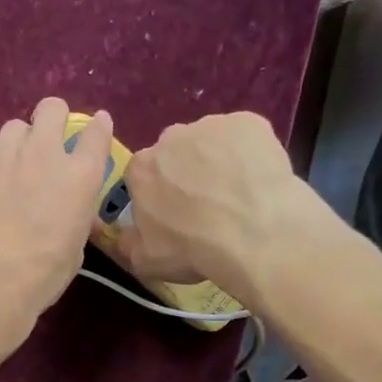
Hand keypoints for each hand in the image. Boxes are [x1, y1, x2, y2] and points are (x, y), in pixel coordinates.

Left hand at [0, 98, 112, 346]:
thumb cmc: (40, 273)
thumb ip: (73, 214)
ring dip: (13, 145)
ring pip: (12, 128)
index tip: (94, 130)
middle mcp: (44, 151)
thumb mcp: (75, 247)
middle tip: (43, 147)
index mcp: (80, 175)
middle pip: (51, 109)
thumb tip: (65, 210)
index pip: (96, 133)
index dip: (96, 128)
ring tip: (3, 172)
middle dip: (50, 121)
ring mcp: (3, 149)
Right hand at [119, 112, 318, 291]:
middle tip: (206, 203)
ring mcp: (212, 125)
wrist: (256, 236)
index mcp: (141, 168)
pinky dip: (249, 153)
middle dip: (185, 172)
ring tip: (237, 193)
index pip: (143, 175)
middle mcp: (171, 137)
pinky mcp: (250, 122)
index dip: (158, 194)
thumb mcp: (145, 260)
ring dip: (217, 161)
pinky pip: (245, 136)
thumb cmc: (193, 249)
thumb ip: (127, 242)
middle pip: (175, 153)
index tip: (173, 214)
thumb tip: (122, 234)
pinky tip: (258, 178)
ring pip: (210, 141)